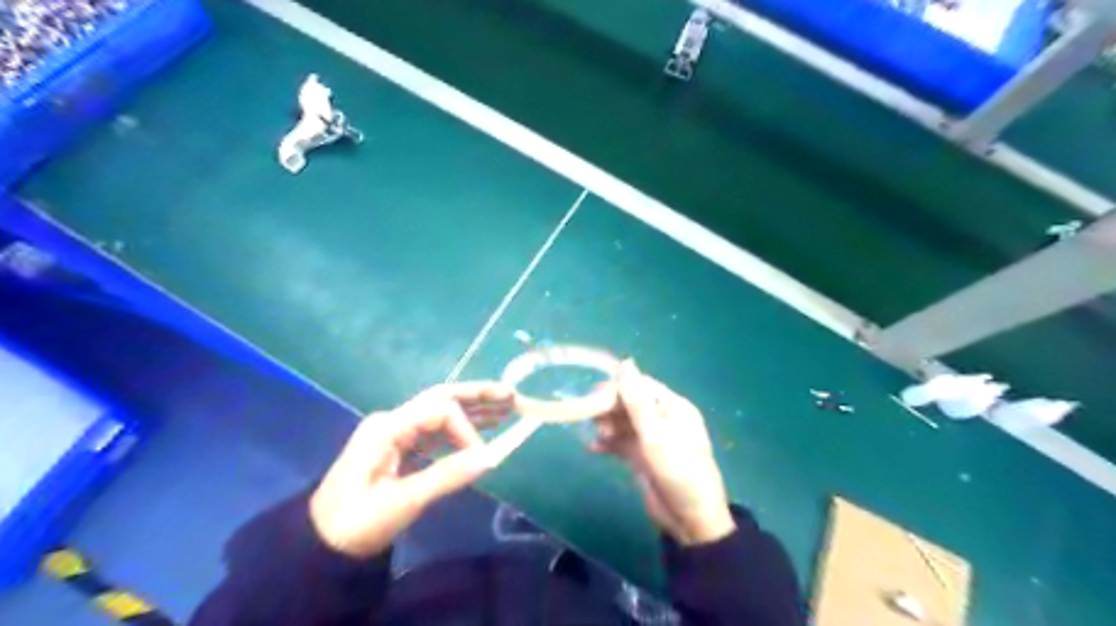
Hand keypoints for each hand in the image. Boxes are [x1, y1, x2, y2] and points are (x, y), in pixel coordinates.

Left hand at [305, 382, 511, 557]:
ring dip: (474, 409)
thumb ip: (446, 476)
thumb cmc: (357, 522)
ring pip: (441, 412)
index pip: (439, 410)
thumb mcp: (402, 502)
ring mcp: (396, 432)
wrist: (321, 542)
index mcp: (388, 427)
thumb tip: (490, 458)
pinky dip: (461, 428)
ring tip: (507, 407)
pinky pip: (436, 430)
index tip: (480, 457)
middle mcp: (394, 421)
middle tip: (512, 395)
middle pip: (442, 399)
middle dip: (478, 396)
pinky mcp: (400, 446)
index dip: (466, 428)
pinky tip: (484, 426)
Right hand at [588, 360, 739, 544]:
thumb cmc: (678, 471)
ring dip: (607, 425)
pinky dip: (608, 444)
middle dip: (609, 408)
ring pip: (624, 423)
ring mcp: (653, 439)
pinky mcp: (644, 458)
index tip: (593, 397)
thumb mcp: (656, 434)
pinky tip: (592, 449)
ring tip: (596, 436)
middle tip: (589, 417)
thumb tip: (626, 362)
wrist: (691, 520)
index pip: (641, 386)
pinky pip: (622, 443)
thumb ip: (637, 400)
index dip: (617, 388)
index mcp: (673, 407)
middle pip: (630, 403)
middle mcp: (663, 418)